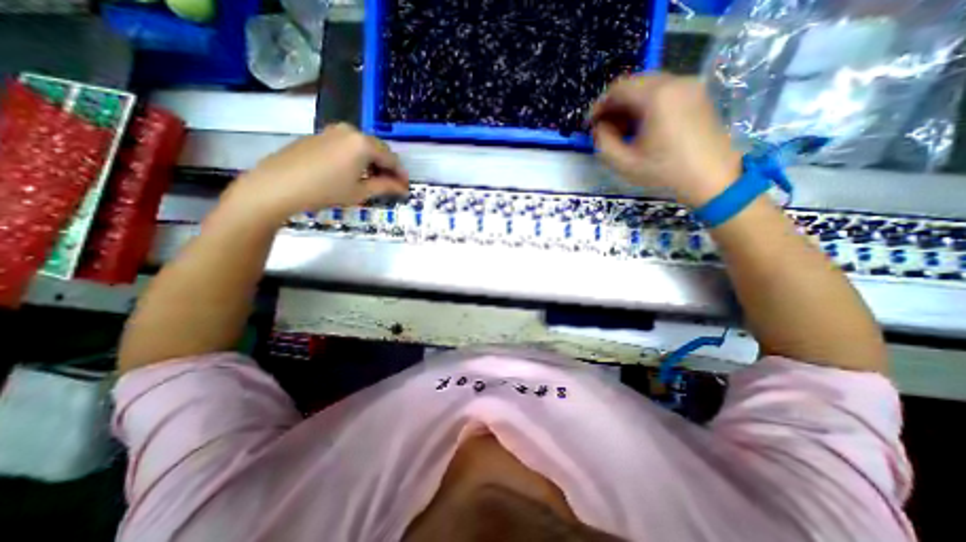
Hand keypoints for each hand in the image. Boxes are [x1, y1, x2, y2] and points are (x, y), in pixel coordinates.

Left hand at [224, 122, 407, 224]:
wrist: (278, 185)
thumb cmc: (325, 190)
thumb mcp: (360, 192)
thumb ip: (385, 187)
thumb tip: (402, 188)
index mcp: (364, 143)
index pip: (391, 159)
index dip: (401, 175)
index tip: (405, 188)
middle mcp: (351, 131)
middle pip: (378, 149)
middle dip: (387, 168)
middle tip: (391, 186)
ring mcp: (333, 131)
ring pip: (363, 147)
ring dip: (372, 163)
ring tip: (373, 181)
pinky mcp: (320, 135)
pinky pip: (348, 145)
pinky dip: (357, 158)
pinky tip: (354, 173)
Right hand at [589, 72, 740, 204]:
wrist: (711, 178)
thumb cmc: (664, 171)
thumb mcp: (624, 163)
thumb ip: (603, 142)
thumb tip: (599, 127)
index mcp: (656, 96)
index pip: (618, 89)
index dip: (599, 105)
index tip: (591, 124)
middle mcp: (675, 82)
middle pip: (634, 84)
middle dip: (614, 105)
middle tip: (605, 128)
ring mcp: (690, 86)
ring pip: (649, 86)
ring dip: (630, 105)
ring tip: (623, 130)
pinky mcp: (697, 94)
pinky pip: (664, 91)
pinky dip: (647, 104)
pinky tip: (642, 126)